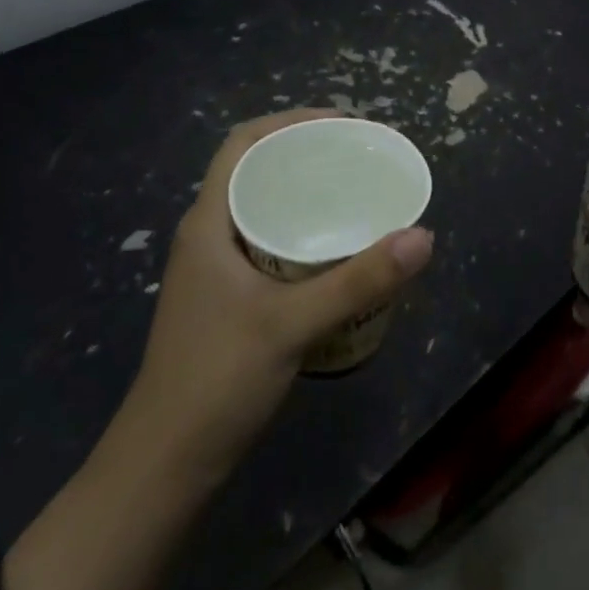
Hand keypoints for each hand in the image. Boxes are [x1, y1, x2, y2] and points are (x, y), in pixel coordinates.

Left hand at [121, 109, 435, 470]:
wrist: (165, 468)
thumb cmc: (217, 381)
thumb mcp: (292, 324)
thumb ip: (359, 279)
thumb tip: (423, 235)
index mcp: (209, 223)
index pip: (243, 144)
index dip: (290, 121)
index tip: (342, 123)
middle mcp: (210, 236)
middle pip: (259, 171)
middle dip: (308, 154)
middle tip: (362, 156)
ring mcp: (217, 270)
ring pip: (265, 209)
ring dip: (307, 194)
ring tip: (358, 193)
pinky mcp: (230, 300)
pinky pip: (271, 243)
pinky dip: (304, 232)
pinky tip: (339, 250)